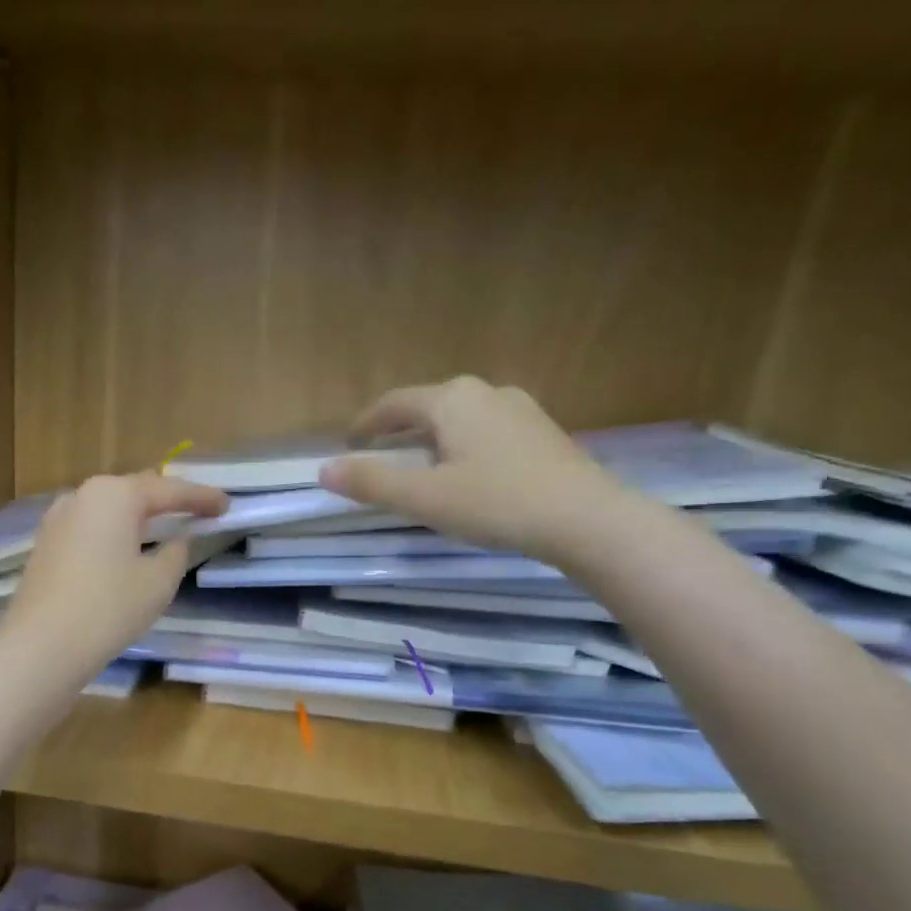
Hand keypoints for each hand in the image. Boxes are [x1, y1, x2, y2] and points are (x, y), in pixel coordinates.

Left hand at [0, 472, 228, 685]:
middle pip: (135, 491)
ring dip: (137, 516)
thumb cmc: (108, 609)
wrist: (41, 647)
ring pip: (109, 509)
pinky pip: (90, 528)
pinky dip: (113, 533)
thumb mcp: (158, 582)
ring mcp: (57, 519)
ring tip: (163, 527)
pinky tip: (125, 548)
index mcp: (115, 495)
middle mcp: (82, 496)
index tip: (226, 505)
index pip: (169, 490)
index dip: (201, 497)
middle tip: (197, 512)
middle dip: (167, 500)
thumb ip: (176, 553)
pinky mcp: (45, 545)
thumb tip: (176, 540)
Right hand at [320, 377, 632, 560]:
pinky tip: (466, 474)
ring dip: (431, 438)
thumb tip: (323, 470)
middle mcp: (486, 392)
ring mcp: (519, 409)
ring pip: (459, 418)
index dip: (365, 424)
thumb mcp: (425, 497)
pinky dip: (460, 446)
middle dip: (398, 429)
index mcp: (452, 400)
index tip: (347, 444)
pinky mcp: (541, 432)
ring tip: (418, 466)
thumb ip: (372, 482)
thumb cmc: (497, 503)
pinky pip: (485, 431)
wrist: (586, 519)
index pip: (394, 403)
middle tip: (378, 455)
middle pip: (427, 406)